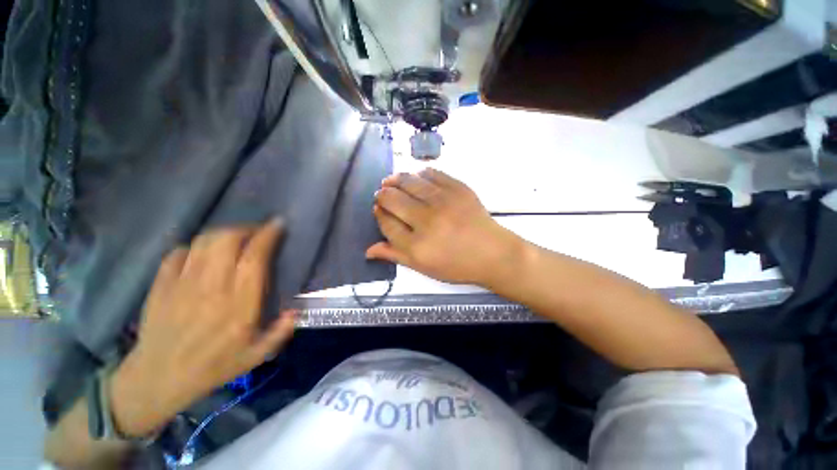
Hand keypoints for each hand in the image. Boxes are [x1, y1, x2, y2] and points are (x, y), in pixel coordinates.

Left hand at [109, 220, 295, 437]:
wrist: (158, 378)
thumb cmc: (213, 367)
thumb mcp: (256, 356)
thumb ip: (280, 332)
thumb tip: (297, 310)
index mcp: (239, 304)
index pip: (254, 258)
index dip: (267, 236)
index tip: (278, 225)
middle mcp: (212, 287)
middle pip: (227, 240)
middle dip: (246, 229)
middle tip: (257, 232)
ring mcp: (183, 283)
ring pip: (204, 242)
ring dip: (224, 233)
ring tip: (234, 238)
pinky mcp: (162, 284)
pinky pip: (179, 252)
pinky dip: (195, 247)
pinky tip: (202, 254)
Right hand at [367, 169, 523, 285]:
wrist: (492, 253)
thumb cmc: (457, 265)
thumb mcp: (424, 268)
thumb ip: (395, 256)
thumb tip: (368, 250)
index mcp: (417, 245)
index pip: (386, 223)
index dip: (378, 214)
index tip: (378, 209)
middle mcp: (427, 220)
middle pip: (393, 199)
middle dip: (382, 195)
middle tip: (383, 194)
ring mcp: (444, 201)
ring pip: (408, 181)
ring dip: (395, 179)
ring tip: (391, 181)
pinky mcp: (458, 188)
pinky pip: (432, 173)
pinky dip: (419, 174)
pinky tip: (415, 178)